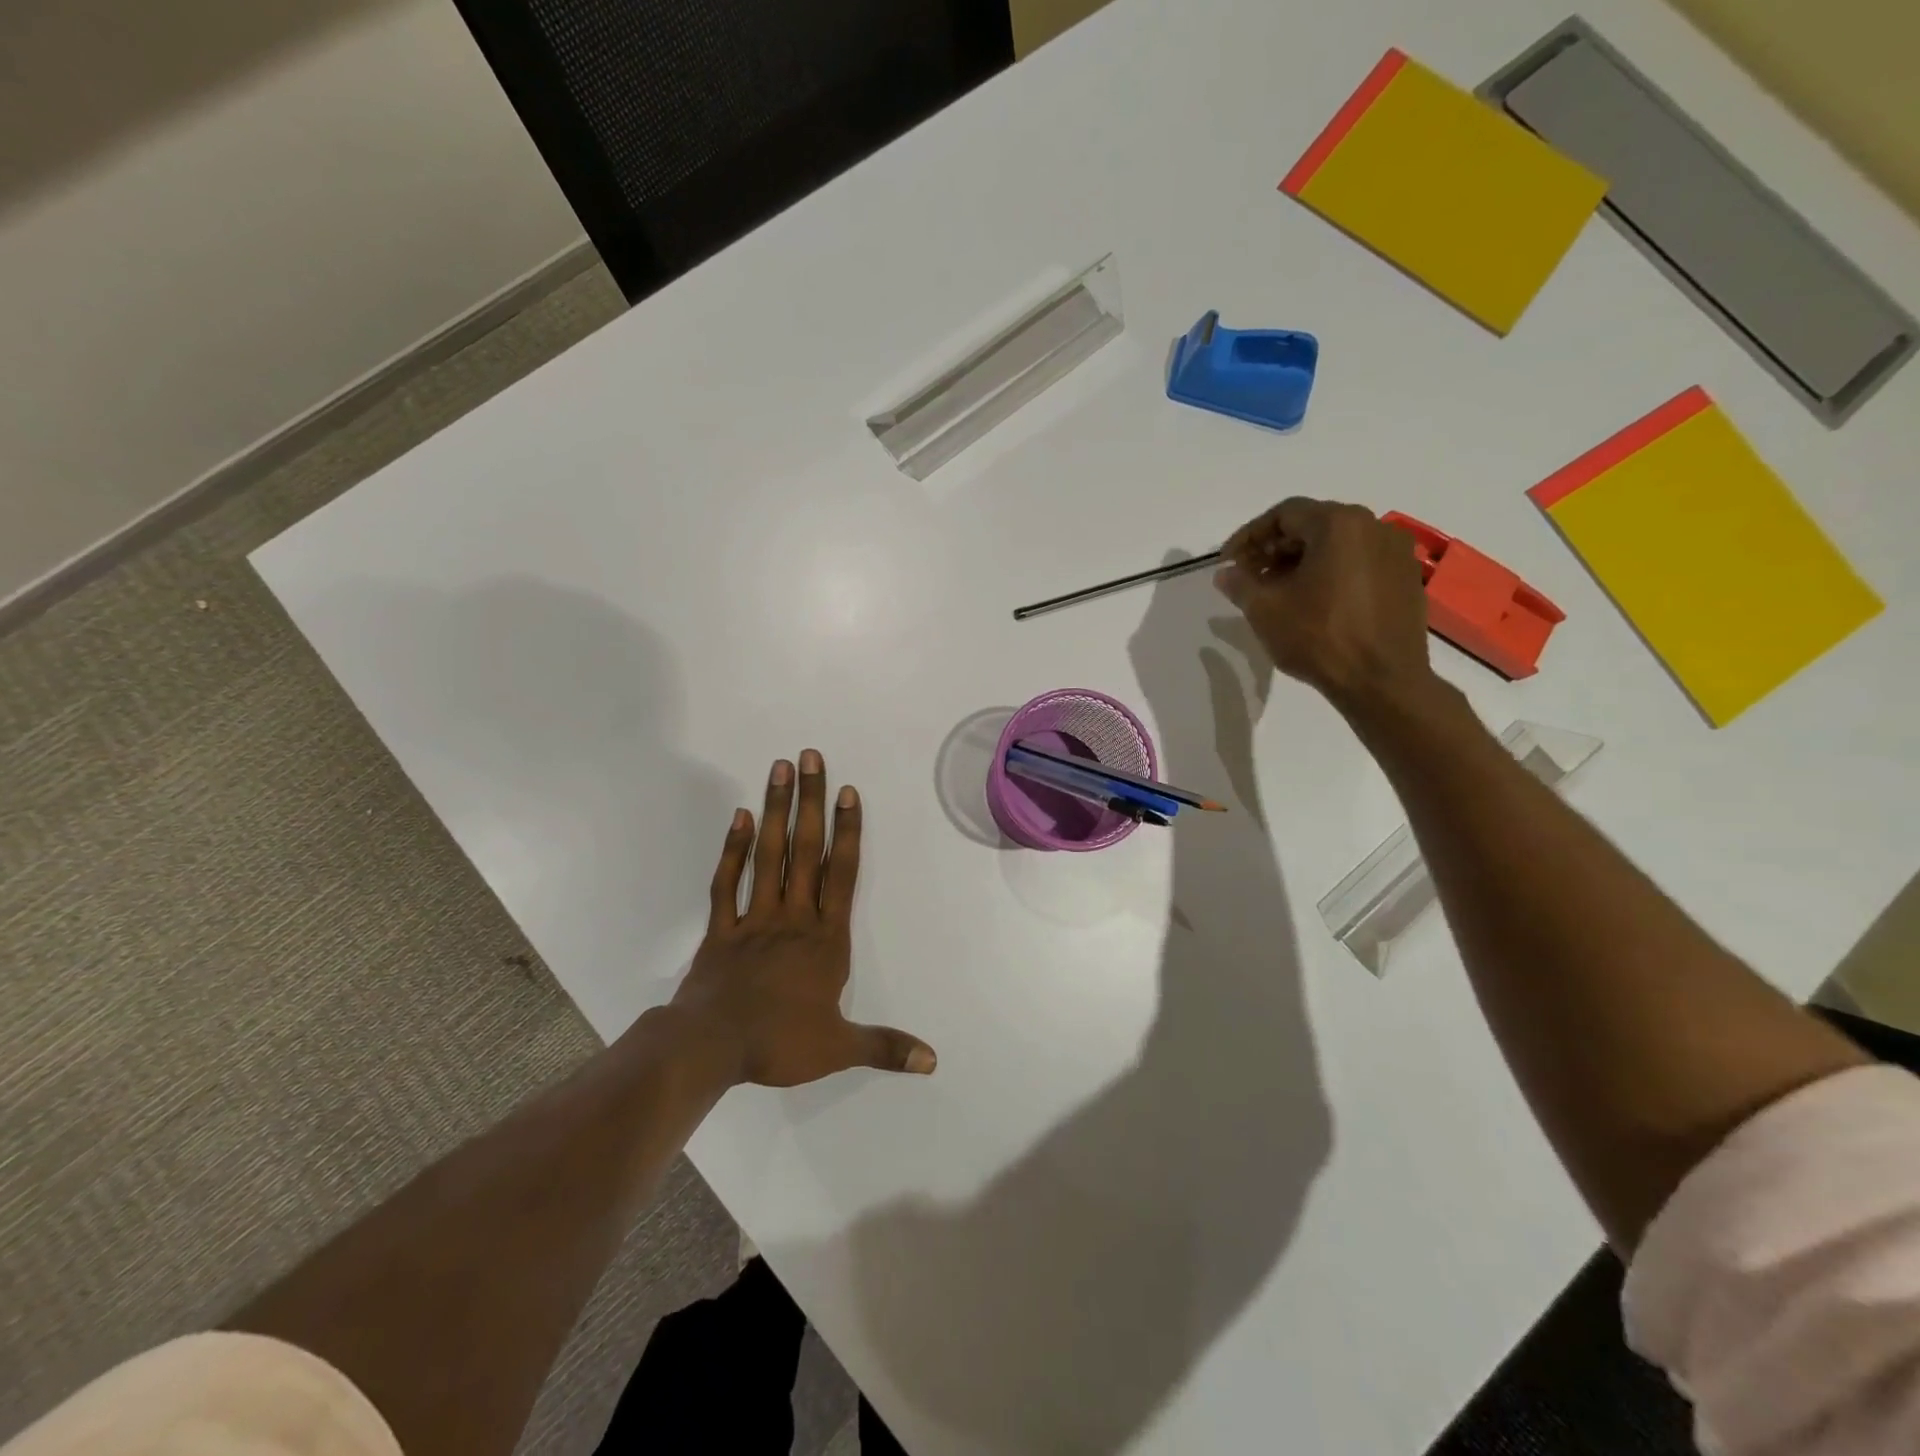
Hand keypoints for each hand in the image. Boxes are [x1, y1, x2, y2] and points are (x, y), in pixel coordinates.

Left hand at [671, 750, 935, 1086]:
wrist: (710, 1048)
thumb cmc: (779, 1043)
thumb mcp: (839, 1049)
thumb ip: (885, 1047)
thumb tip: (932, 1060)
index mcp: (826, 939)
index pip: (843, 874)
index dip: (848, 831)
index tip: (847, 792)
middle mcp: (794, 917)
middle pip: (806, 850)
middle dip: (810, 802)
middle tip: (810, 757)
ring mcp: (755, 918)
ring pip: (768, 855)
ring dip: (775, 810)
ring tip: (779, 769)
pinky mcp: (722, 928)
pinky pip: (727, 882)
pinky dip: (733, 849)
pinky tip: (740, 818)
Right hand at [1213, 498, 1433, 713]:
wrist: (1382, 682)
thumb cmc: (1319, 638)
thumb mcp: (1265, 610)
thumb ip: (1240, 583)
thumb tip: (1226, 573)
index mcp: (1339, 524)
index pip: (1284, 514)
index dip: (1249, 536)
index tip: (1228, 563)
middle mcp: (1373, 526)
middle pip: (1313, 525)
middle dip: (1275, 549)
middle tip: (1249, 578)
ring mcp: (1396, 552)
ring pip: (1337, 545)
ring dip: (1302, 562)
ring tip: (1278, 593)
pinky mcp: (1406, 579)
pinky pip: (1359, 564)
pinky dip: (1331, 574)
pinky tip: (1314, 603)